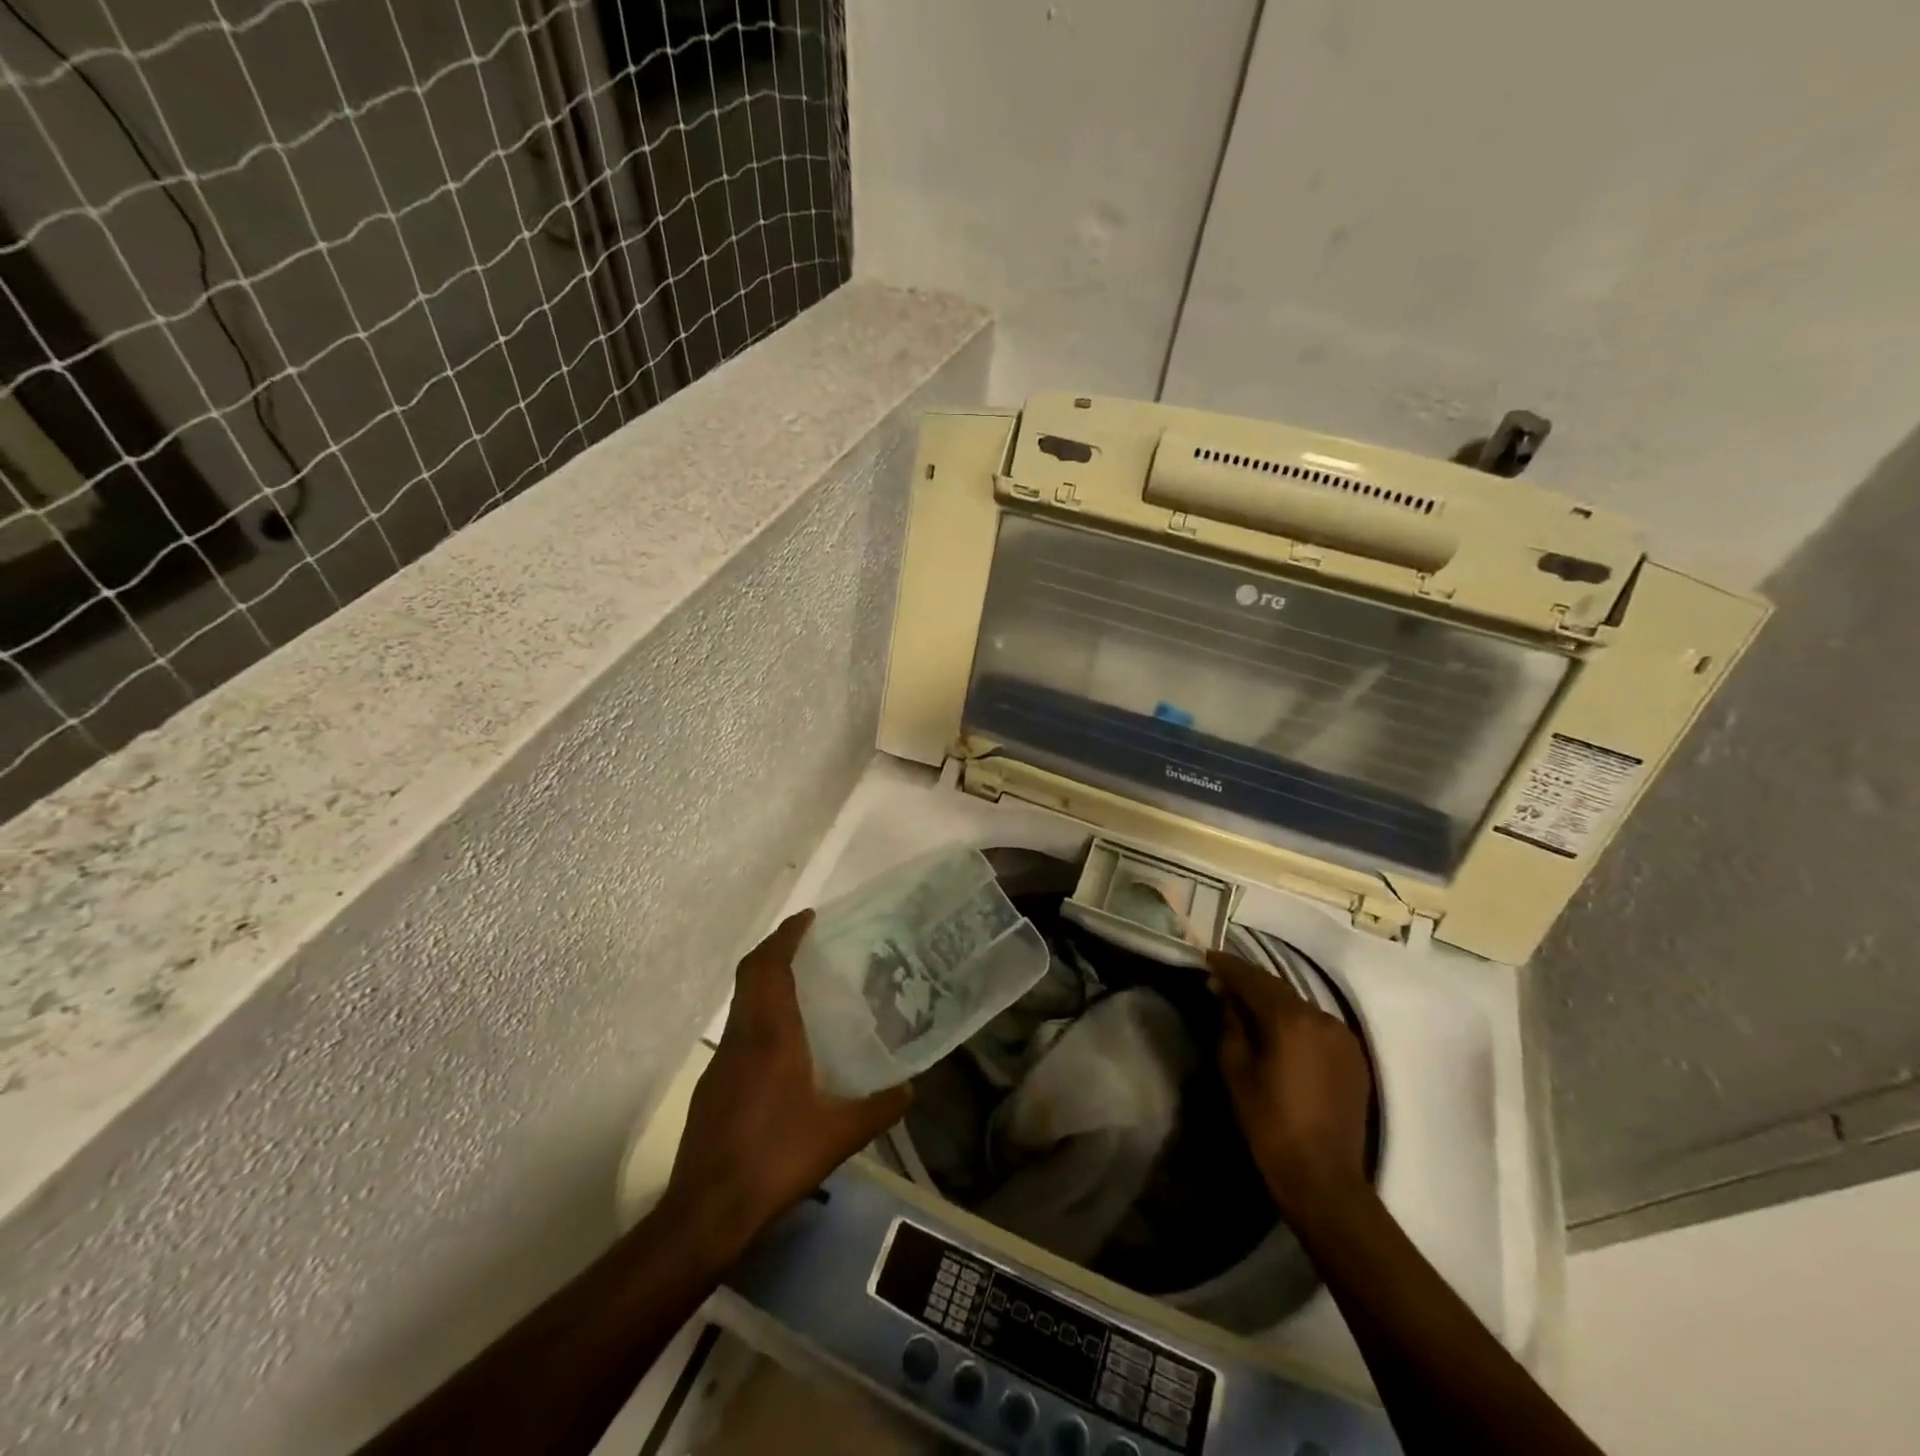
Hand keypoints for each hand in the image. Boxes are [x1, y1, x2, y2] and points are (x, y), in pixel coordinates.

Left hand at [664, 911, 910, 1257]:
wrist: (708, 1210)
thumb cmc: (776, 1159)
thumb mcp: (839, 1135)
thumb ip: (879, 1108)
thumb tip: (911, 1089)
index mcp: (771, 1035)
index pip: (771, 967)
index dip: (786, 936)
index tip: (807, 917)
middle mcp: (742, 1037)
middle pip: (751, 975)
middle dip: (774, 950)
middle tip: (806, 941)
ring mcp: (721, 1062)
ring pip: (742, 1003)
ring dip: (765, 982)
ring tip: (801, 987)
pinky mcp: (712, 1087)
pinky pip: (738, 1031)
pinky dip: (758, 1016)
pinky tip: (782, 1046)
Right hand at [1207, 950, 1372, 1221]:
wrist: (1323, 1177)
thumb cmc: (1269, 1124)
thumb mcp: (1236, 1070)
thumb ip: (1230, 1023)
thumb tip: (1224, 993)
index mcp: (1289, 1019)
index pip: (1252, 979)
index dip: (1227, 967)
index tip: (1207, 958)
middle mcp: (1321, 1017)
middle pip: (1277, 987)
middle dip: (1248, 981)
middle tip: (1221, 979)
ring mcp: (1342, 1036)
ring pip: (1298, 1005)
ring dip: (1272, 1000)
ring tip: (1247, 1004)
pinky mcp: (1354, 1056)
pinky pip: (1317, 1025)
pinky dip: (1294, 1020)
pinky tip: (1278, 1030)